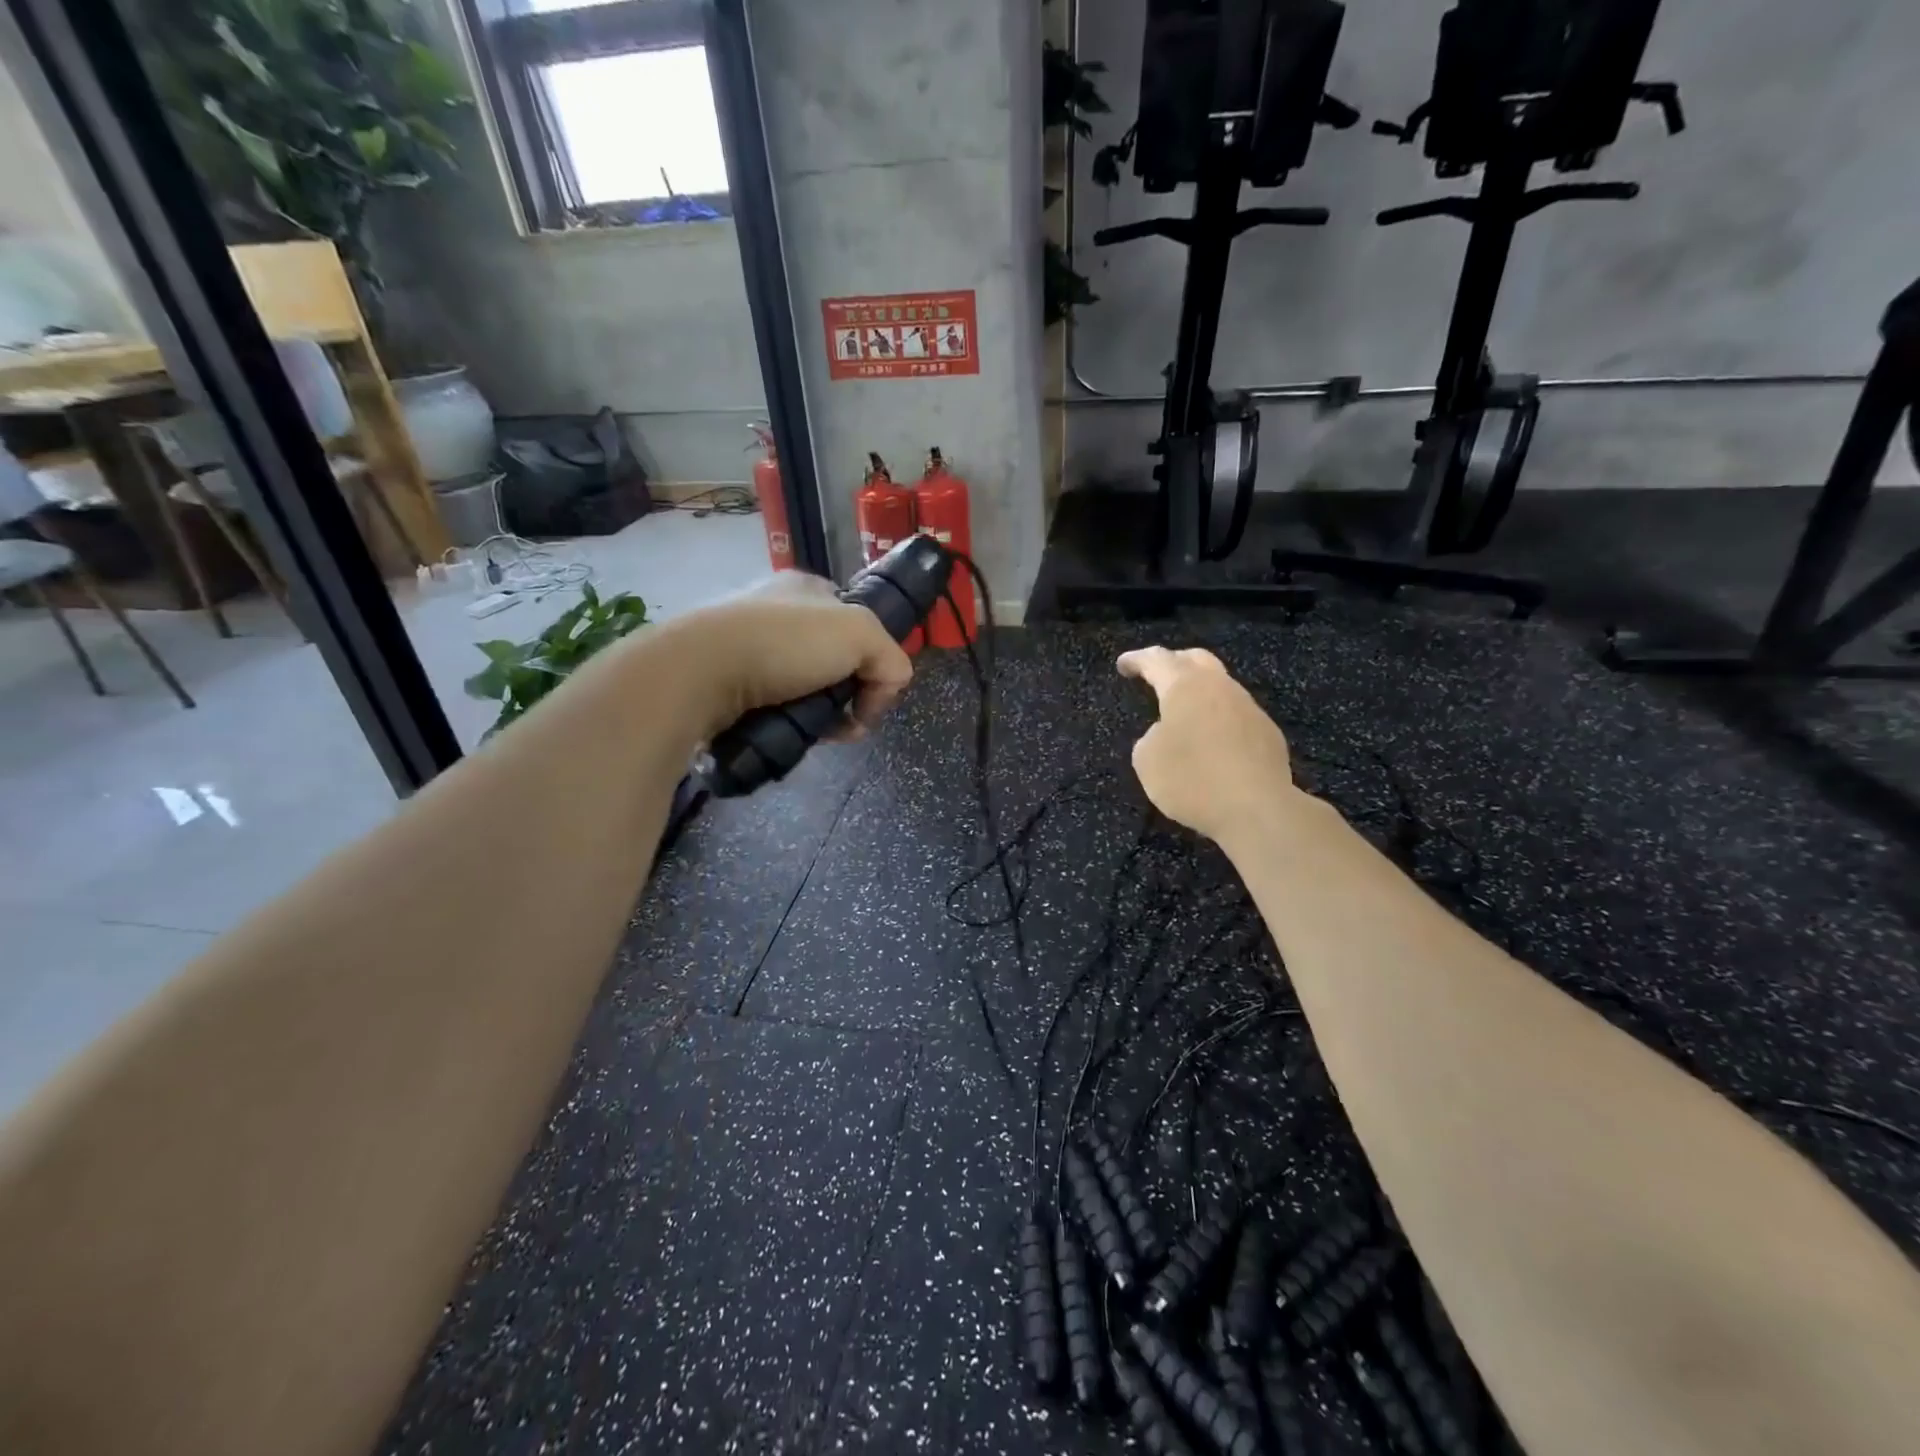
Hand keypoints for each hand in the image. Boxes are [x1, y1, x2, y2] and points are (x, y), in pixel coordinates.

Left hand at [670, 572, 914, 740]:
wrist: (699, 672)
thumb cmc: (784, 643)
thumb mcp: (861, 634)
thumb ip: (890, 657)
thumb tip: (886, 690)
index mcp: (808, 589)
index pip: (857, 626)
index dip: (872, 661)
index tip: (869, 692)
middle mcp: (776, 612)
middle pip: (833, 661)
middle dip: (846, 694)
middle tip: (846, 722)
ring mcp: (745, 645)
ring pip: (804, 687)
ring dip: (819, 713)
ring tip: (816, 733)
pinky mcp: (723, 680)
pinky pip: (772, 705)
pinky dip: (786, 721)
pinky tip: (786, 732)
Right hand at [1117, 646, 1296, 843]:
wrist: (1258, 809)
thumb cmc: (1192, 779)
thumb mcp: (1147, 760)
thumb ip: (1150, 737)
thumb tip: (1167, 732)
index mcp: (1186, 687)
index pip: (1157, 660)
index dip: (1137, 660)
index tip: (1123, 664)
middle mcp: (1220, 687)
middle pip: (1196, 660)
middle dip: (1174, 662)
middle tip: (1157, 674)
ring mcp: (1249, 709)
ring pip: (1220, 687)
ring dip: (1199, 693)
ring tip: (1184, 712)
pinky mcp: (1268, 733)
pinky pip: (1236, 716)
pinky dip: (1218, 719)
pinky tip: (1212, 742)